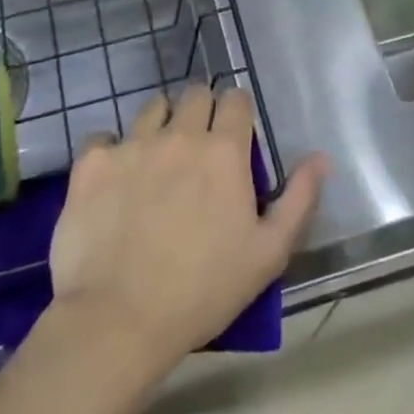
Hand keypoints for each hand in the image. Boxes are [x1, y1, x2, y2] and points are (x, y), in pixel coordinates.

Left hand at [48, 84, 326, 372]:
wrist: (119, 319)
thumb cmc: (203, 290)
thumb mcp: (269, 253)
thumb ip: (300, 199)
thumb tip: (320, 157)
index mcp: (224, 151)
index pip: (236, 100)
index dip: (237, 112)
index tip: (234, 134)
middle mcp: (179, 134)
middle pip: (195, 94)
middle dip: (201, 110)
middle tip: (198, 145)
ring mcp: (132, 144)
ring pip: (152, 107)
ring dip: (161, 123)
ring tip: (158, 157)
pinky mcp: (92, 162)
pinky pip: (105, 136)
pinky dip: (113, 150)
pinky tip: (115, 179)